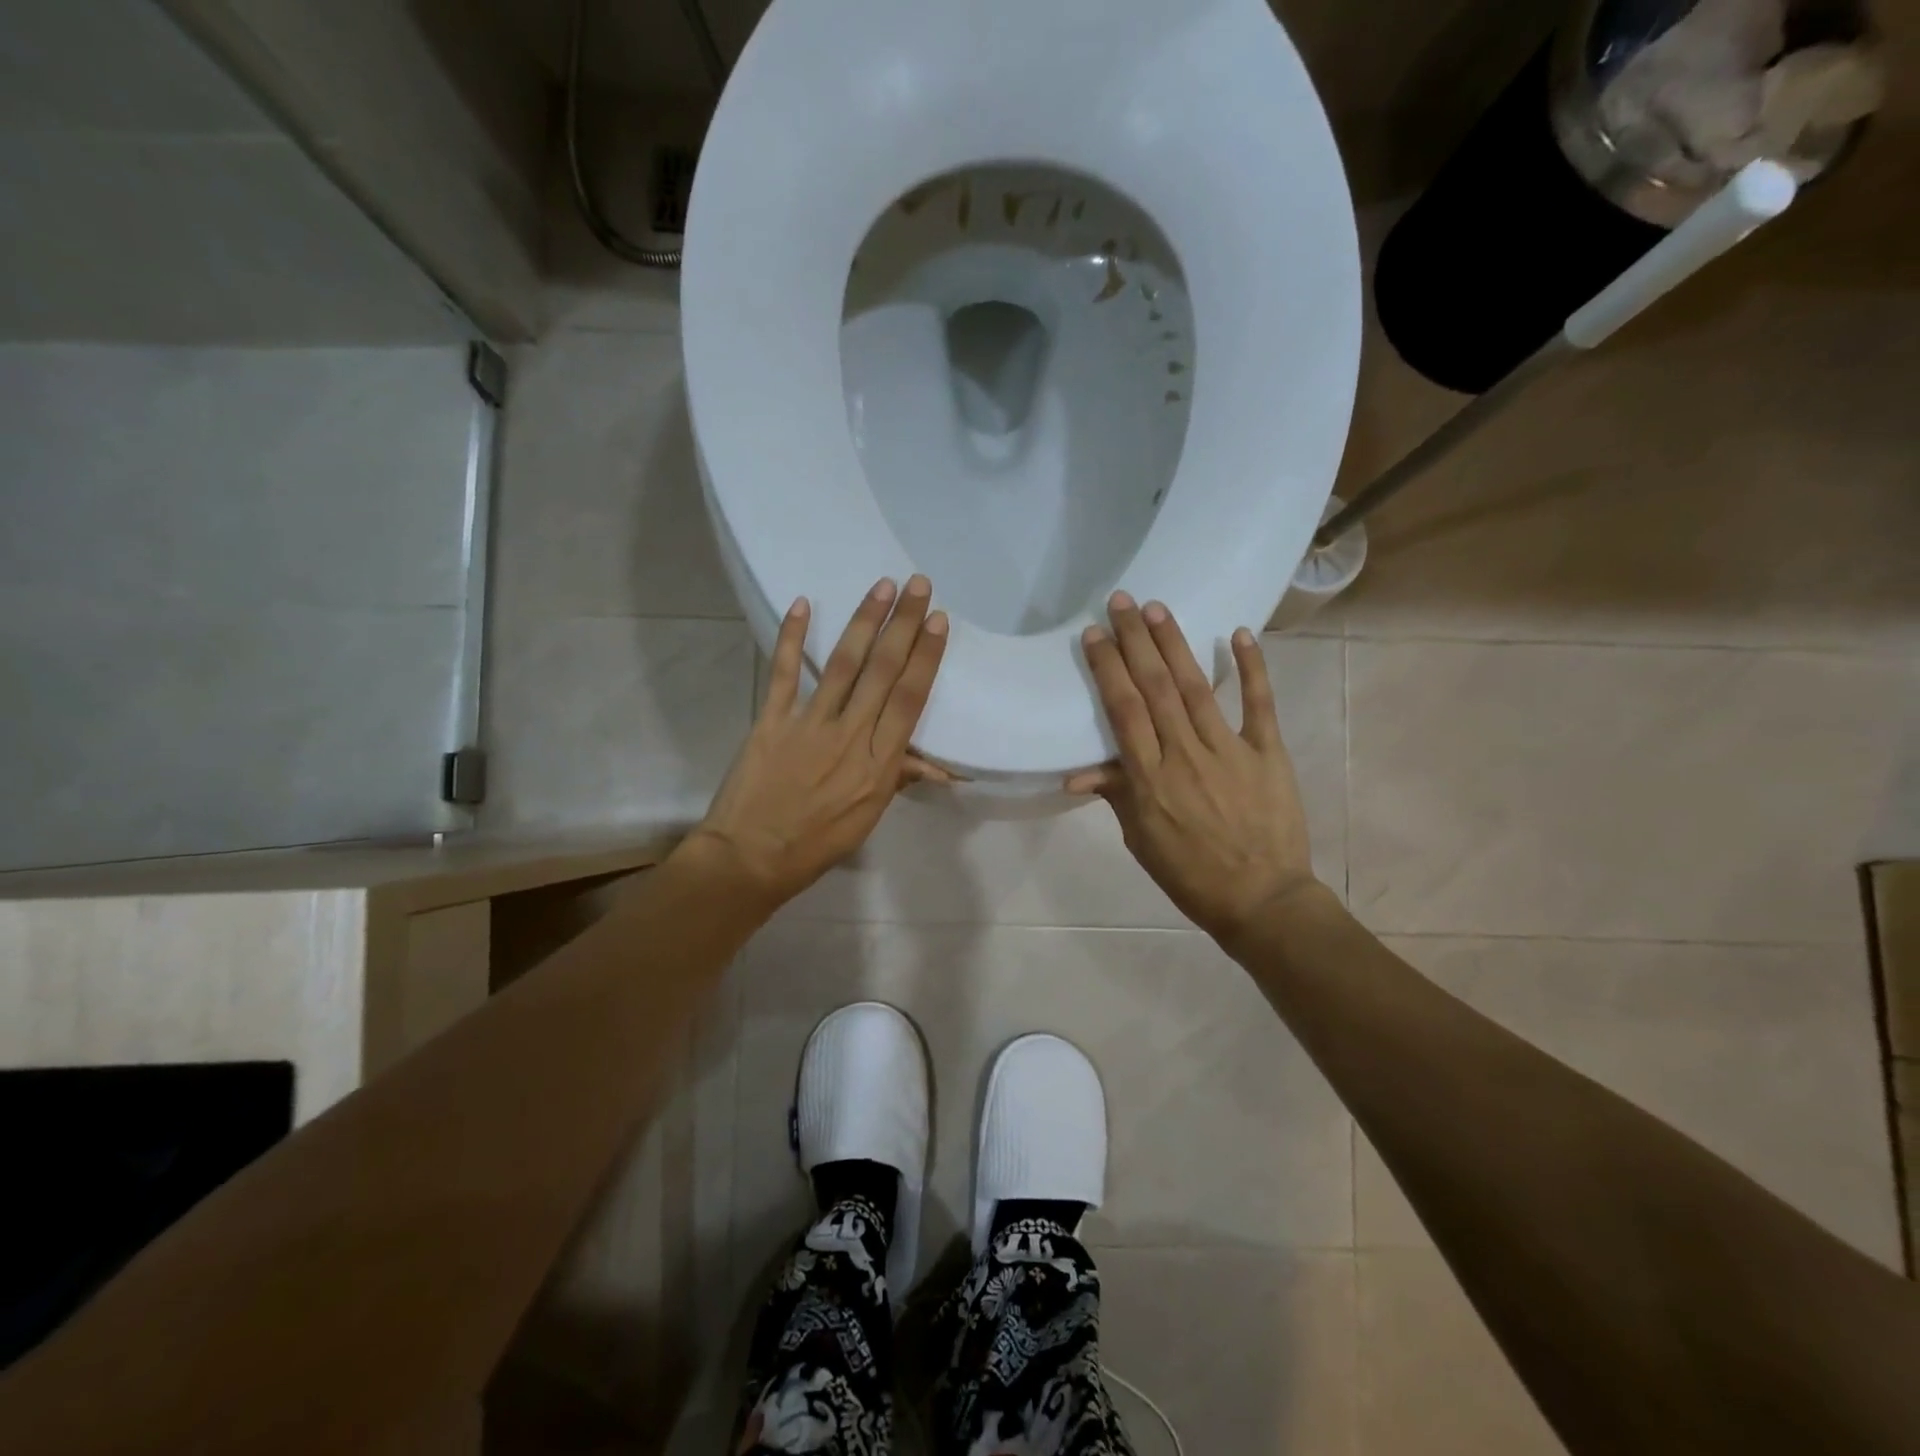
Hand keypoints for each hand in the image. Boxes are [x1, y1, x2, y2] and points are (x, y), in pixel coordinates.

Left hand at [680, 575, 950, 909]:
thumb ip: (896, 778)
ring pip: (842, 664)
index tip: (937, 621)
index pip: (909, 700)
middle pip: (883, 672)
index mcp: (879, 764)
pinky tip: (803, 605)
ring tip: (881, 587)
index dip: (925, 657)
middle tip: (917, 584)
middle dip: (903, 625)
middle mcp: (850, 736)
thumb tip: (934, 763)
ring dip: (864, 622)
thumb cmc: (816, 843)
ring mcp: (809, 724)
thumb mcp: (868, 817)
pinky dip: (791, 637)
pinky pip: (784, 673)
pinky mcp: (772, 720)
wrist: (751, 858)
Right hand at [1067, 592, 1316, 944]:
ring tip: (1157, 609)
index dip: (1108, 668)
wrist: (1261, 901)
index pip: (1123, 711)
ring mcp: (1229, 751)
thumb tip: (1077, 773)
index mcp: (1149, 779)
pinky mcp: (1267, 753)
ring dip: (1175, 645)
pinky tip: (1239, 634)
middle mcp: (1184, 755)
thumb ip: (1116, 795)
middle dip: (1135, 641)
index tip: (1095, 634)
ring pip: (1196, 688)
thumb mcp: (1141, 840)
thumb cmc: (1190, 874)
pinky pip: (1259, 705)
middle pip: (1155, 688)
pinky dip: (1251, 669)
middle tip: (1122, 600)